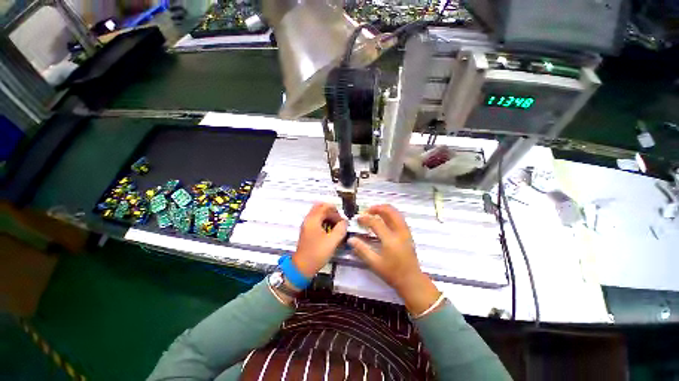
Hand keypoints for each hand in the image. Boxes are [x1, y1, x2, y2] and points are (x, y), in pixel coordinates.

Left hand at [293, 203, 347, 278]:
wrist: (302, 267)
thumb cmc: (317, 253)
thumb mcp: (332, 241)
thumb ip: (341, 229)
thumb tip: (345, 222)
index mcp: (313, 219)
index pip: (325, 207)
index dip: (336, 212)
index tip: (342, 221)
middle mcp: (308, 219)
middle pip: (320, 207)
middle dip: (331, 212)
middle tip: (338, 221)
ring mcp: (306, 225)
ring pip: (318, 213)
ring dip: (328, 216)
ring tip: (335, 226)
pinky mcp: (307, 231)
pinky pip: (316, 220)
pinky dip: (324, 221)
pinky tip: (329, 230)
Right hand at [348, 205, 440, 315]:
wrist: (412, 281)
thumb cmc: (393, 273)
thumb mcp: (375, 263)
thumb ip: (362, 250)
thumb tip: (351, 239)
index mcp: (390, 240)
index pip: (376, 223)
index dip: (366, 219)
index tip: (358, 219)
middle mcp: (400, 232)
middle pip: (390, 212)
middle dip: (378, 208)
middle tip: (368, 210)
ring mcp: (405, 232)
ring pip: (396, 213)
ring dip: (385, 209)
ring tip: (375, 212)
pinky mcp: (408, 234)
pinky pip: (399, 218)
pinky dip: (391, 214)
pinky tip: (384, 218)